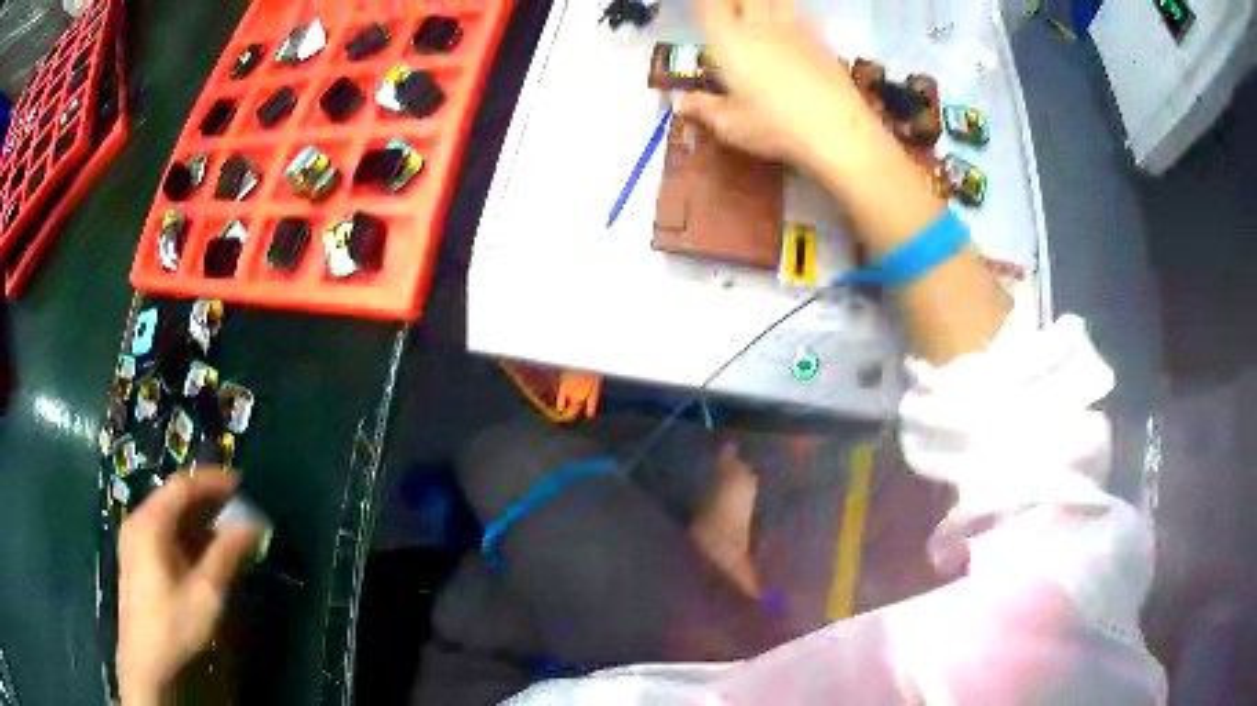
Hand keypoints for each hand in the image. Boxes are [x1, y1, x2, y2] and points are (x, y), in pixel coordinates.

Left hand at [117, 469, 257, 704]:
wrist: (144, 659)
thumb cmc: (173, 625)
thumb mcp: (205, 593)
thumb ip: (225, 555)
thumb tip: (250, 526)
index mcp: (151, 523)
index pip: (182, 486)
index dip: (212, 480)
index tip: (239, 481)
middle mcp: (138, 521)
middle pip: (173, 497)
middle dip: (206, 499)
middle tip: (237, 506)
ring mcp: (134, 538)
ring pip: (167, 514)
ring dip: (196, 518)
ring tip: (225, 529)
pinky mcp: (135, 555)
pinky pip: (162, 531)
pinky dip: (184, 533)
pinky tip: (201, 551)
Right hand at [680, 0, 946, 254]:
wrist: (837, 131)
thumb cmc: (776, 128)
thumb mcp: (731, 126)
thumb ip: (703, 108)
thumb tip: (678, 102)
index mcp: (729, 41)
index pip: (710, 6)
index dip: (706, 4)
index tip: (703, 8)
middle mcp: (758, 26)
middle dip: (735, 2)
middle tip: (733, 12)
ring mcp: (793, 29)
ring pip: (776, 1)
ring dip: (765, 5)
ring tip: (760, 15)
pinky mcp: (819, 40)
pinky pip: (801, 15)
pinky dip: (791, 15)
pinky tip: (791, 29)